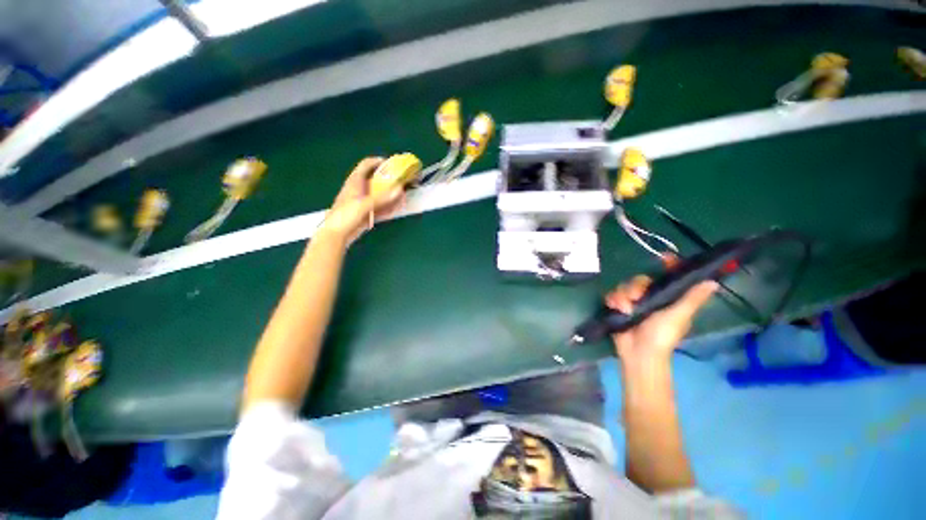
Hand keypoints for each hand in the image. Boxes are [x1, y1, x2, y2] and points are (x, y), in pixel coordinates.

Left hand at [319, 157, 405, 243]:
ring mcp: (363, 202)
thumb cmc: (345, 216)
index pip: (366, 165)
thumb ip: (382, 198)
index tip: (392, 163)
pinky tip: (397, 206)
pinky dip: (388, 205)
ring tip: (402, 193)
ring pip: (379, 194)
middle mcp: (359, 189)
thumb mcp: (364, 205)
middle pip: (375, 179)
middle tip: (401, 179)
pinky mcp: (366, 213)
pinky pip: (380, 206)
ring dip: (390, 193)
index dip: (378, 161)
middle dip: (388, 179)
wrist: (336, 234)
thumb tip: (399, 190)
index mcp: (355, 182)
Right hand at [606, 276, 717, 363]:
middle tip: (635, 298)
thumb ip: (692, 298)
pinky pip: (613, 295)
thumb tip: (713, 282)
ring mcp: (634, 302)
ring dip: (622, 296)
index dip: (668, 265)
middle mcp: (651, 297)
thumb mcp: (679, 316)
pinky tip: (615, 308)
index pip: (669, 276)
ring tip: (623, 308)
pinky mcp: (619, 307)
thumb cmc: (662, 335)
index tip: (663, 258)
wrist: (638, 352)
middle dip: (635, 287)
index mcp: (668, 297)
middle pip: (640, 280)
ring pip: (625, 287)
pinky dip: (613, 300)